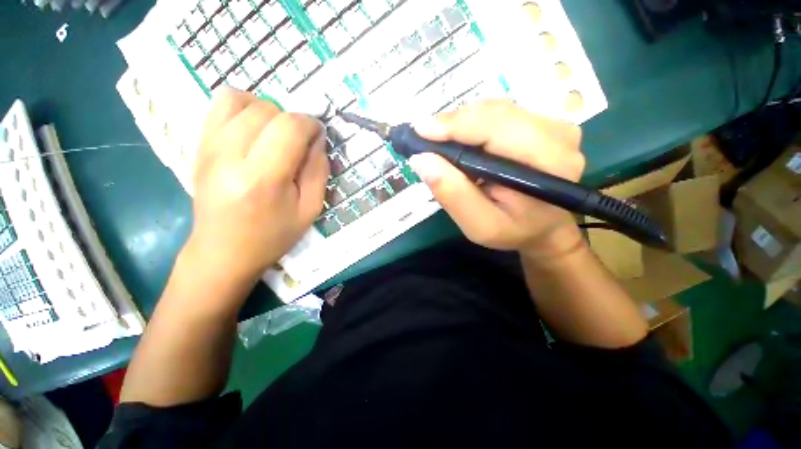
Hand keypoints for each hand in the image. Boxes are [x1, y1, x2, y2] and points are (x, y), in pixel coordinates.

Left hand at [184, 87, 328, 285]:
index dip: (311, 125)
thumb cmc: (272, 236)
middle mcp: (229, 157)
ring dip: (268, 110)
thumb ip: (319, 171)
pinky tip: (254, 128)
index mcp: (262, 179)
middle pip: (266, 110)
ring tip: (276, 134)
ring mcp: (208, 148)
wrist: (223, 251)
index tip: (318, 136)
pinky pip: (219, 104)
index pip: (290, 128)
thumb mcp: (310, 210)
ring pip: (241, 100)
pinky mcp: (198, 145)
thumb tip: (318, 139)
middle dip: (292, 120)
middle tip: (298, 142)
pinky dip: (243, 106)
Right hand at [408, 100, 584, 258]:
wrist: (544, 227)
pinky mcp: (544, 122)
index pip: (497, 127)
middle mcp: (558, 134)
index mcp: (549, 162)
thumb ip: (453, 194)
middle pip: (495, 112)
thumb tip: (421, 160)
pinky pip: (500, 114)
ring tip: (441, 143)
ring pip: (495, 109)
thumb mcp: (479, 225)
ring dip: (462, 124)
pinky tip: (463, 142)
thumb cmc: (513, 230)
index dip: (455, 125)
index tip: (420, 131)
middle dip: (454, 123)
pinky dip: (474, 124)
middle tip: (425, 139)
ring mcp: (553, 124)